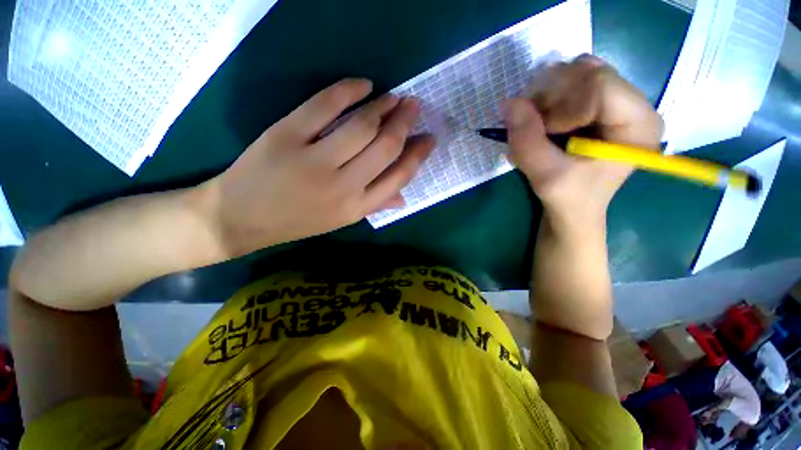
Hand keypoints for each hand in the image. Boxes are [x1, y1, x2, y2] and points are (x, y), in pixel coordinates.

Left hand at [201, 78, 434, 256]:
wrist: (239, 218)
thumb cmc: (296, 221)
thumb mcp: (340, 221)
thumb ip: (373, 206)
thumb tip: (403, 196)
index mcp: (356, 207)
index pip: (398, 177)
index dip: (417, 155)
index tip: (429, 138)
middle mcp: (343, 186)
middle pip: (385, 147)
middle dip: (405, 123)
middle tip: (414, 106)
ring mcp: (314, 160)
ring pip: (361, 126)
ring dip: (383, 106)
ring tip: (394, 97)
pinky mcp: (286, 135)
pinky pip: (324, 105)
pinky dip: (348, 89)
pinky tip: (363, 85)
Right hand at [505, 55, 662, 229]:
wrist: (575, 208)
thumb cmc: (569, 198)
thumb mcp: (545, 176)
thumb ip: (528, 141)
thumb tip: (508, 103)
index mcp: (638, 123)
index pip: (599, 83)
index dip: (562, 106)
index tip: (545, 135)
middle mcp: (635, 102)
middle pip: (587, 71)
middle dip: (552, 99)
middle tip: (537, 130)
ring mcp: (617, 99)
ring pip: (575, 72)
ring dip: (547, 99)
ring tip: (541, 129)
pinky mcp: (600, 103)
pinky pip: (569, 82)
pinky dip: (548, 100)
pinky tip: (545, 124)